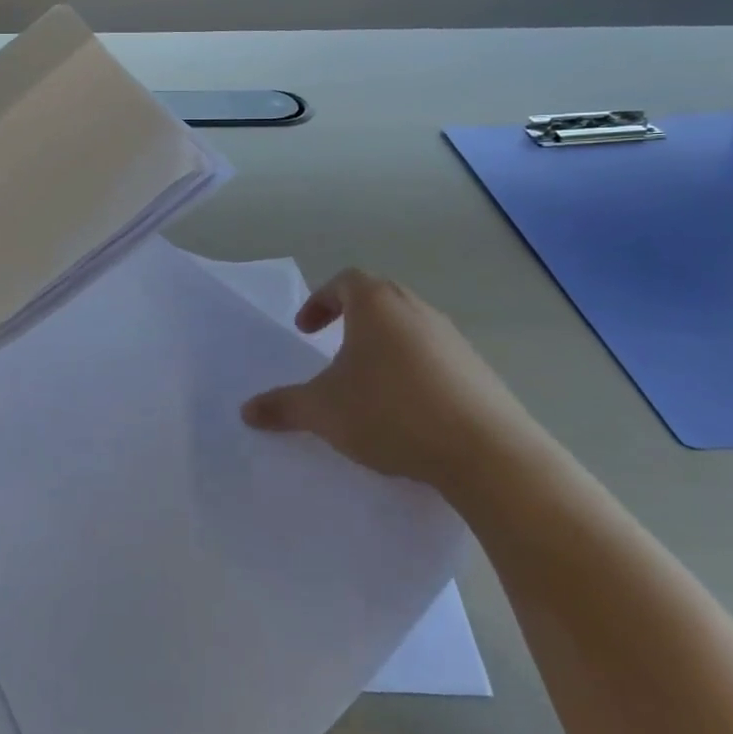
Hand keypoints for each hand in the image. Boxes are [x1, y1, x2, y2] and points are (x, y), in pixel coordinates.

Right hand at [241, 269, 540, 491]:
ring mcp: (453, 339)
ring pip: (408, 329)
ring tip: (368, 385)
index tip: (306, 331)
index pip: (344, 281)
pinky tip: (407, 412)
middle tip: (333, 350)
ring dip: (384, 347)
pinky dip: (414, 372)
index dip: (320, 301)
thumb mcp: (323, 410)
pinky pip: (435, 359)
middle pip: (379, 300)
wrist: (486, 452)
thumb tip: (246, 410)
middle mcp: (416, 310)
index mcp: (377, 304)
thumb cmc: (390, 413)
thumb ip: (283, 406)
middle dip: (351, 321)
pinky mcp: (478, 370)